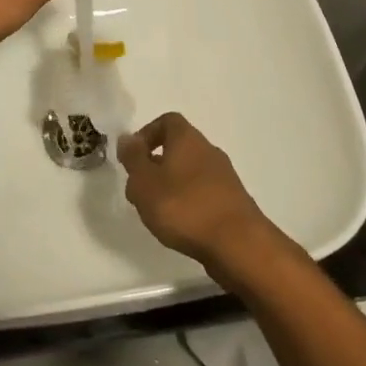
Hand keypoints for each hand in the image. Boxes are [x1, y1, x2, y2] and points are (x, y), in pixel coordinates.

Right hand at [118, 113, 273, 272]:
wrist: (238, 244)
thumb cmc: (184, 207)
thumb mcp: (145, 182)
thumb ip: (133, 158)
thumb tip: (127, 138)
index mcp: (187, 139)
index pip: (167, 121)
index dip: (146, 134)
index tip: (132, 158)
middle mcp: (208, 150)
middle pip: (178, 147)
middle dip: (155, 165)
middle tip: (139, 190)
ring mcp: (224, 176)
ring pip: (189, 172)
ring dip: (170, 186)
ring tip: (156, 213)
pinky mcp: (232, 201)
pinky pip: (202, 192)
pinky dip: (188, 202)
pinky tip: (180, 226)